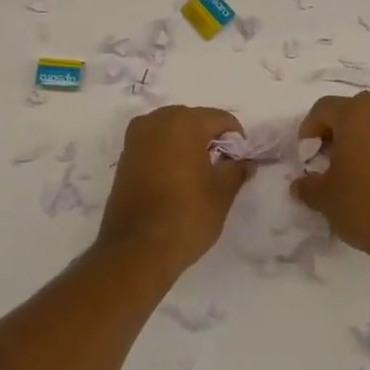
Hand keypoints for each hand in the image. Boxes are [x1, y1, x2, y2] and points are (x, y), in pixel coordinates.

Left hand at [97, 105, 250, 274]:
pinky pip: (153, 144)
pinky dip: (167, 153)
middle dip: (209, 137)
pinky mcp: (124, 158)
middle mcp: (156, 121)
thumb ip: (236, 170)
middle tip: (221, 166)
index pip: (219, 118)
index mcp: (184, 122)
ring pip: (170, 130)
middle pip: (193, 119)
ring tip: (199, 173)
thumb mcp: (222, 194)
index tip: (240, 162)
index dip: (235, 138)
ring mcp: (135, 139)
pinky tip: (176, 179)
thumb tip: (245, 162)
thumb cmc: (186, 216)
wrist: (136, 251)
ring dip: (187, 144)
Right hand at [293, 92, 369, 263]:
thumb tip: (300, 185)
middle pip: (350, 111)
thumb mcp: (324, 197)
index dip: (308, 130)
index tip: (306, 157)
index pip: (323, 109)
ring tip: (348, 170)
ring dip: (357, 140)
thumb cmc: (364, 203)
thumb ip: (307, 185)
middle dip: (334, 132)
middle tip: (324, 160)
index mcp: (356, 112)